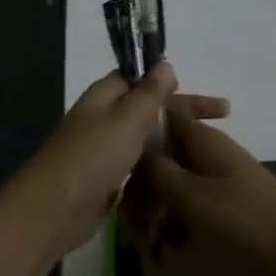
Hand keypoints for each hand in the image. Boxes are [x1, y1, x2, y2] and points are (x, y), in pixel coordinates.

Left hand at [0, 64, 228, 262]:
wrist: (52, 211)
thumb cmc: (91, 157)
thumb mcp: (125, 119)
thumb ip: (148, 93)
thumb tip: (164, 64)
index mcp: (104, 96)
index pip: (139, 78)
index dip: (170, 83)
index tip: (199, 91)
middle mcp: (102, 118)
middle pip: (147, 109)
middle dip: (181, 113)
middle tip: (222, 118)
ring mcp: (102, 150)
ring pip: (144, 139)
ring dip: (171, 141)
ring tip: (207, 150)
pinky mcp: (105, 180)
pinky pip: (138, 166)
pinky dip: (158, 166)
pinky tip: (181, 175)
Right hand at [133, 103, 275, 275]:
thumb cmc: (244, 220)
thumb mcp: (192, 196)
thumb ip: (157, 172)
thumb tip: (131, 150)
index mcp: (201, 138)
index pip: (162, 110)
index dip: (137, 124)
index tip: (114, 153)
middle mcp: (206, 150)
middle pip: (160, 154)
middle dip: (140, 184)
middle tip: (128, 221)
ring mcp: (215, 177)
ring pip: (171, 183)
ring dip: (154, 208)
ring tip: (145, 242)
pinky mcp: (221, 203)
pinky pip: (186, 203)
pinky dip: (174, 222)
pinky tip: (167, 250)